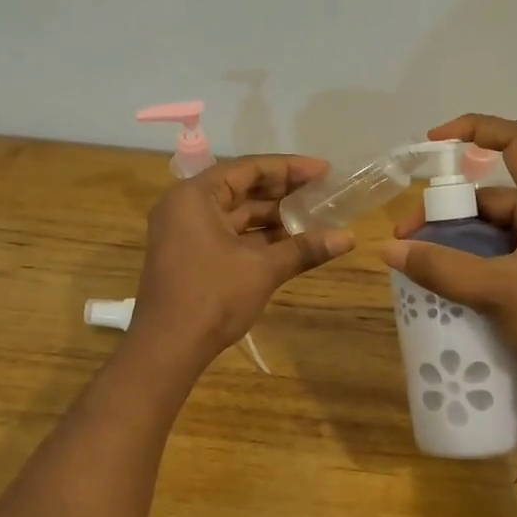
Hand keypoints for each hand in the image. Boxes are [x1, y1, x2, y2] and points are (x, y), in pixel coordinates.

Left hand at [132, 155, 353, 361]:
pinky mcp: (191, 257)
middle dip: (283, 192)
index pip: (248, 169)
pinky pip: (229, 236)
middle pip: (241, 189)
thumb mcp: (263, 269)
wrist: (168, 348)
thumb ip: (304, 249)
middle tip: (323, 192)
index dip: (289, 169)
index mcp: (195, 196)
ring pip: (236, 215)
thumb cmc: (212, 297)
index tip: (323, 171)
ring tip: (314, 217)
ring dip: (273, 217)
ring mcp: (186, 234)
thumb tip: (349, 238)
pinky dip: (258, 238)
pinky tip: (291, 242)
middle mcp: (186, 207)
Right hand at [381, 115, 516, 387]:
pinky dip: (467, 263)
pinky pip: (494, 256)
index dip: (475, 129)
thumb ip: (443, 269)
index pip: (515, 141)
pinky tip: (442, 282)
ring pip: (487, 230)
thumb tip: (390, 249)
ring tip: (417, 264)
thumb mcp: (498, 289)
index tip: (434, 142)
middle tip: (406, 239)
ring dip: (452, 242)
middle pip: (486, 196)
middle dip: (443, 212)